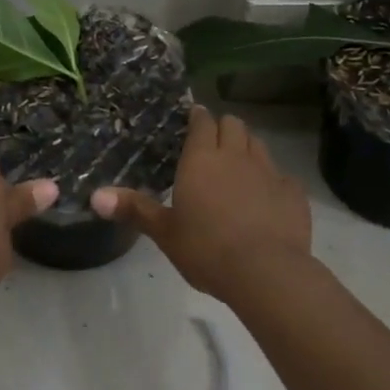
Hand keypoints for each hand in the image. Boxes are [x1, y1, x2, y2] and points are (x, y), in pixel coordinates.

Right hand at [92, 106, 310, 300]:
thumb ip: (134, 209)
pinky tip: (267, 198)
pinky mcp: (293, 192)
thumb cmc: (206, 249)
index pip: (202, 122)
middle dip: (224, 127)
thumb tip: (95, 196)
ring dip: (247, 147)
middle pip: (234, 124)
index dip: (198, 117)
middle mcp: (236, 156)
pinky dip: (272, 180)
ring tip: (238, 165)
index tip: (194, 117)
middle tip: (214, 142)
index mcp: (202, 159)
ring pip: (259, 144)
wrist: (266, 272)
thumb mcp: (165, 232)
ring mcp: (269, 172)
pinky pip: (282, 175)